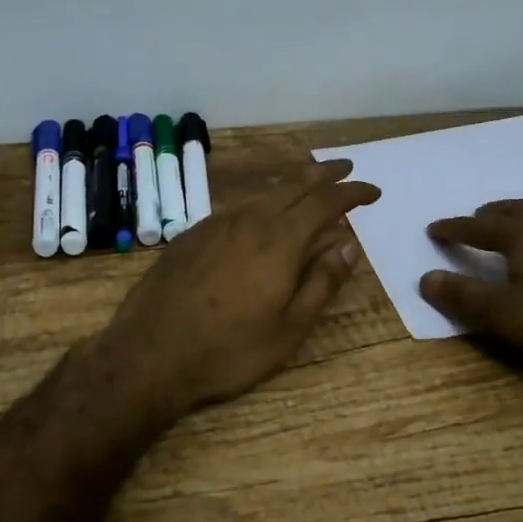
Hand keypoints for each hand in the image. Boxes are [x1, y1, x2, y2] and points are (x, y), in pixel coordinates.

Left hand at [93, 159, 380, 415]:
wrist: (149, 353)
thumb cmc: (228, 350)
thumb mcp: (289, 328)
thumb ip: (322, 282)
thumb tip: (348, 246)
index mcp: (279, 240)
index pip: (325, 202)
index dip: (352, 193)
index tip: (373, 191)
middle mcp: (249, 220)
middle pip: (294, 184)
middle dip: (325, 174)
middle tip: (346, 168)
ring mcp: (215, 224)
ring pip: (263, 194)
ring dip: (291, 186)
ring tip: (308, 187)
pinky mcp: (191, 235)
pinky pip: (237, 208)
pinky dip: (261, 203)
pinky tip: (260, 217)